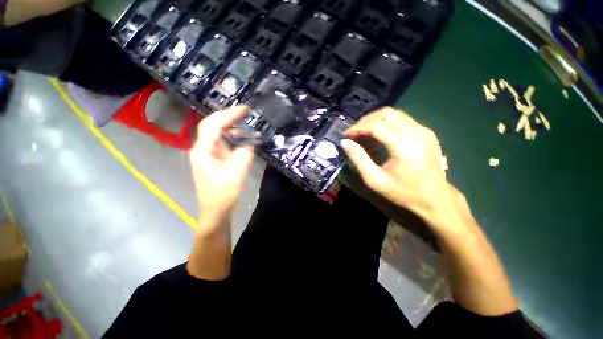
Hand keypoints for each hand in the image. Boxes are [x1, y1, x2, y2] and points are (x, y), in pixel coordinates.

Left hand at [190, 106, 254, 233]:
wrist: (216, 210)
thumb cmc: (224, 193)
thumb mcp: (238, 172)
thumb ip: (245, 153)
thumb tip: (251, 140)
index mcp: (203, 150)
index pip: (214, 124)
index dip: (229, 114)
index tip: (245, 109)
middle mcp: (203, 148)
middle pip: (212, 125)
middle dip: (228, 116)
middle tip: (245, 112)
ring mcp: (208, 154)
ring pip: (217, 133)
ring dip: (231, 126)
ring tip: (245, 122)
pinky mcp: (214, 159)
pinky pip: (223, 142)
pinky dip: (232, 137)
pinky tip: (242, 138)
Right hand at [341, 108, 466, 229]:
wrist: (436, 199)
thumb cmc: (403, 192)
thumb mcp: (375, 180)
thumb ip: (358, 159)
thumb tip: (345, 142)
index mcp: (404, 146)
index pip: (376, 126)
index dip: (358, 128)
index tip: (346, 135)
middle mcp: (416, 132)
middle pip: (386, 114)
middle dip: (366, 120)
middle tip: (354, 132)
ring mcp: (424, 130)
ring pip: (395, 114)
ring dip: (375, 120)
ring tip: (363, 132)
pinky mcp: (426, 132)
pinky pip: (402, 119)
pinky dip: (386, 123)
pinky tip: (379, 134)